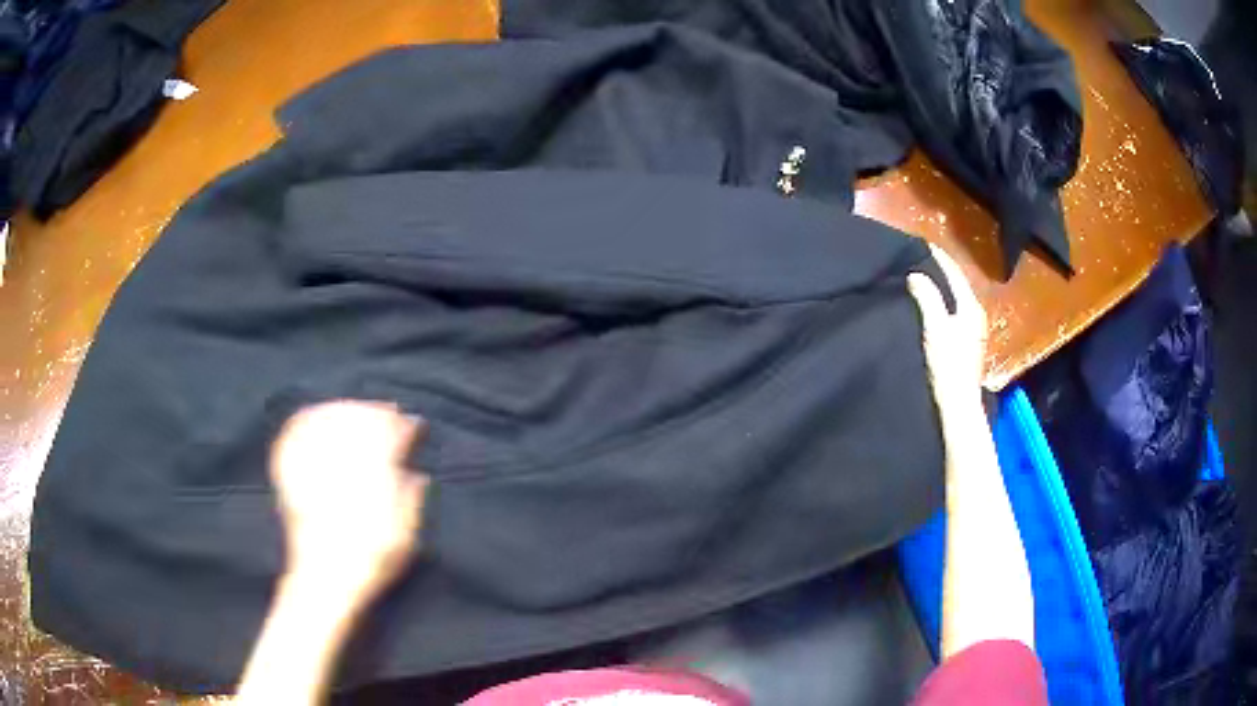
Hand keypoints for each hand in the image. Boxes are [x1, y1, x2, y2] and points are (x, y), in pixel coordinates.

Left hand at [269, 400, 428, 605]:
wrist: (324, 582)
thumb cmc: (369, 563)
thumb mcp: (403, 540)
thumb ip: (410, 503)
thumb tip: (416, 475)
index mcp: (367, 481)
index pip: (387, 438)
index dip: (402, 428)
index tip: (413, 425)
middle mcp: (337, 469)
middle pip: (356, 423)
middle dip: (376, 413)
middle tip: (390, 411)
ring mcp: (311, 470)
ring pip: (326, 423)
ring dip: (345, 410)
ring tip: (360, 409)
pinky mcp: (290, 477)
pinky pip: (294, 436)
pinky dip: (307, 419)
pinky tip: (316, 413)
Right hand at [907, 245, 988, 408]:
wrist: (958, 407)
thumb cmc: (948, 367)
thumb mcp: (936, 329)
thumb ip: (928, 298)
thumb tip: (916, 273)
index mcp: (971, 306)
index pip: (954, 272)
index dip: (936, 256)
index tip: (916, 244)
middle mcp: (976, 315)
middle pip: (955, 284)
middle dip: (936, 271)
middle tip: (912, 261)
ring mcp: (972, 332)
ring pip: (953, 300)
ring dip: (937, 289)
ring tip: (915, 282)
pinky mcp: (965, 346)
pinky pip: (951, 314)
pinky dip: (938, 305)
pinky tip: (924, 309)